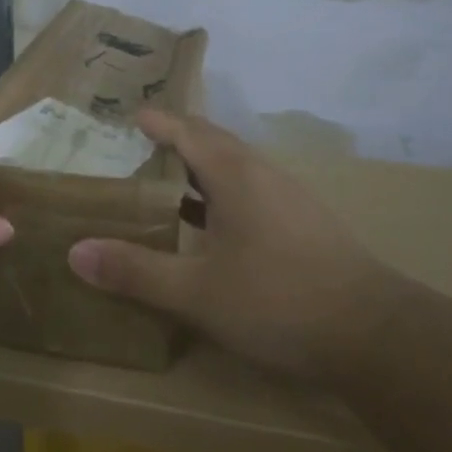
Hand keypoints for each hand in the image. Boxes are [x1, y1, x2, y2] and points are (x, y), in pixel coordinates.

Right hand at [67, 109, 414, 383]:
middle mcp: (262, 174)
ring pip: (235, 168)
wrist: (375, 335)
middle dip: (176, 139)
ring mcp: (289, 198)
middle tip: (138, 146)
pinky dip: (220, 193)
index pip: (187, 131)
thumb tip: (75, 252)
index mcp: (234, 175)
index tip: (128, 115)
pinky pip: (251, 191)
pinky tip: (211, 226)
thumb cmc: (279, 301)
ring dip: (199, 168)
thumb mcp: (197, 291)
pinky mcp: (305, 224)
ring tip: (165, 183)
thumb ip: (136, 271)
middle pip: (212, 142)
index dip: (157, 122)